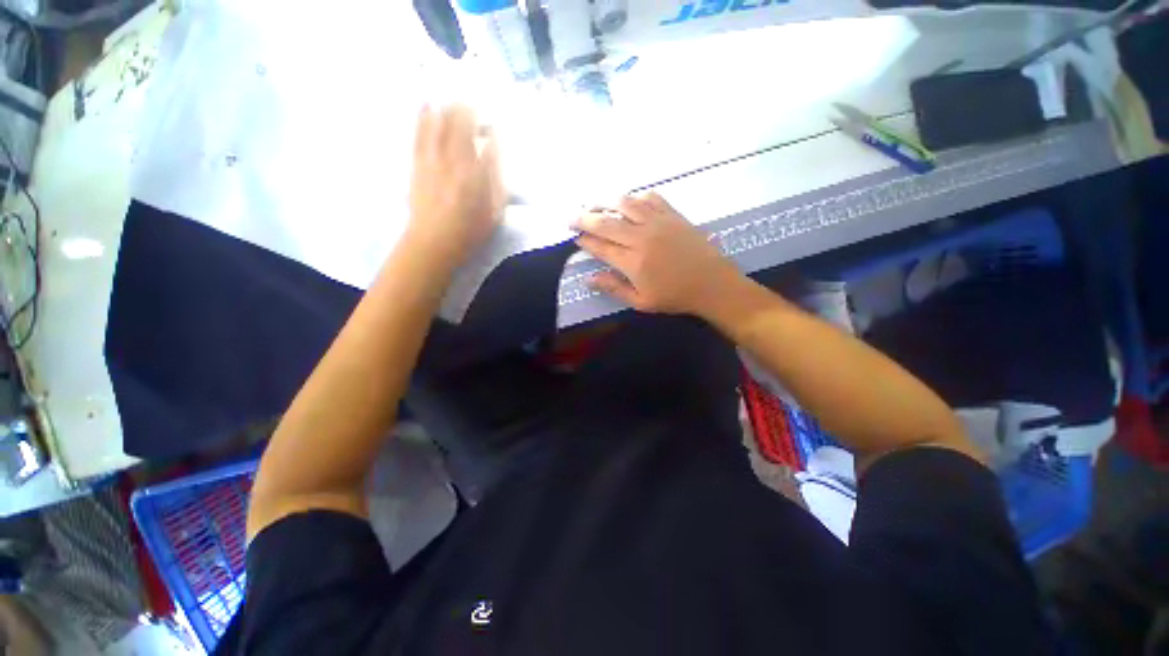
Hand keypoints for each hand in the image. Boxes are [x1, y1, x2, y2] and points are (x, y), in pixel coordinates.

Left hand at [406, 104, 505, 267]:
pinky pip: (419, 133)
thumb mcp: (495, 211)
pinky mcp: (416, 164)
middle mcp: (452, 159)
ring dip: (446, 108)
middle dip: (465, 109)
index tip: (490, 118)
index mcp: (474, 172)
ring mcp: (431, 160)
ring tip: (453, 100)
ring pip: (437, 124)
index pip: (481, 137)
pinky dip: (423, 117)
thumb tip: (494, 149)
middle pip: (457, 124)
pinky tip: (427, 106)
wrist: (433, 242)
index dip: (485, 123)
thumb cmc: (470, 230)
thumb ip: (496, 179)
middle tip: (472, 104)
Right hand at [573, 192, 742, 317]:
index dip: (585, 241)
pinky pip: (650, 198)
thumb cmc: (675, 296)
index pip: (600, 246)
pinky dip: (635, 197)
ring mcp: (658, 222)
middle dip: (584, 218)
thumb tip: (589, 278)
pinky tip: (629, 202)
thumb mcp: (641, 301)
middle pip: (606, 222)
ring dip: (605, 202)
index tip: (576, 238)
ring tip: (594, 205)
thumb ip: (614, 288)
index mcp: (632, 262)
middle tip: (571, 217)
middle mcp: (641, 237)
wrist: (711, 283)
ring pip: (625, 204)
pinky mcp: (672, 215)